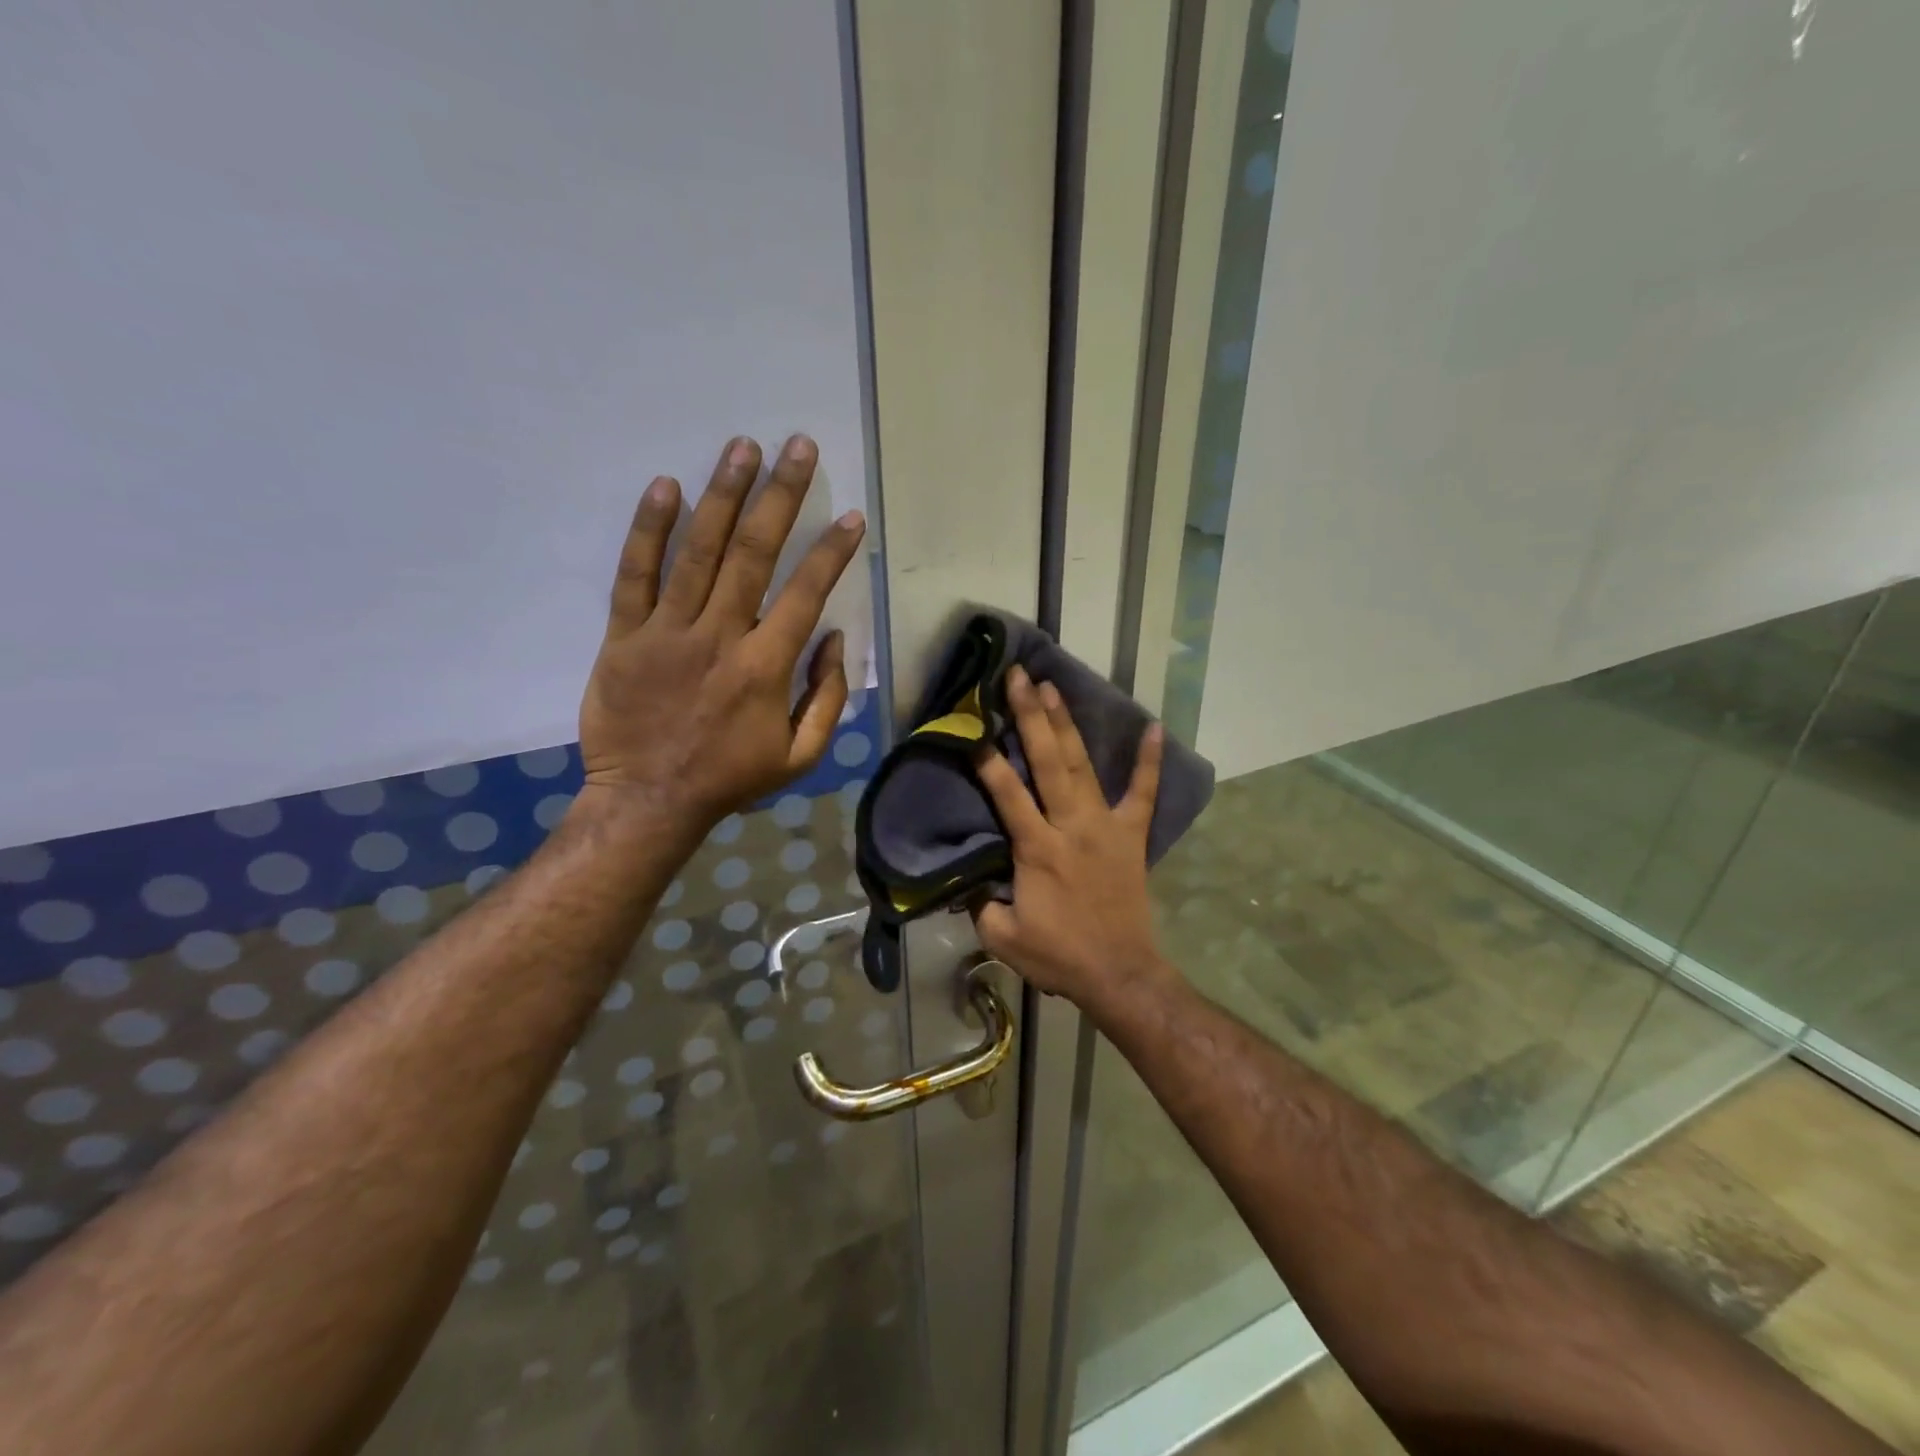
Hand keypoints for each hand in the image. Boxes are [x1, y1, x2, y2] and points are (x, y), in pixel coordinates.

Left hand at [575, 433, 865, 838]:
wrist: (649, 801)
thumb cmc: (730, 778)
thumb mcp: (800, 755)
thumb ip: (825, 697)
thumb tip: (832, 639)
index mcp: (765, 667)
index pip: (805, 594)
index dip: (831, 552)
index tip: (850, 517)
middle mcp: (719, 637)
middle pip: (753, 554)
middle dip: (780, 496)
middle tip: (796, 447)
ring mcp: (667, 632)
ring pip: (698, 552)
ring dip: (723, 495)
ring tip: (742, 448)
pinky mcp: (624, 637)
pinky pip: (635, 576)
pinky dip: (649, 531)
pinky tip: (666, 487)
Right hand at [973, 667, 1169, 1005]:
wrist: (1119, 973)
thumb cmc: (1058, 955)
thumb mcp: (1002, 937)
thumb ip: (979, 903)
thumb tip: (963, 877)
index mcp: (1037, 849)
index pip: (1007, 794)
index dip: (988, 762)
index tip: (973, 730)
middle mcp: (1071, 826)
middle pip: (1048, 762)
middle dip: (1030, 717)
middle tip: (1018, 678)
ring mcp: (1106, 826)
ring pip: (1083, 766)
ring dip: (1068, 725)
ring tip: (1054, 687)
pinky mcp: (1132, 835)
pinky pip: (1144, 793)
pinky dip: (1148, 761)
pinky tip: (1153, 726)